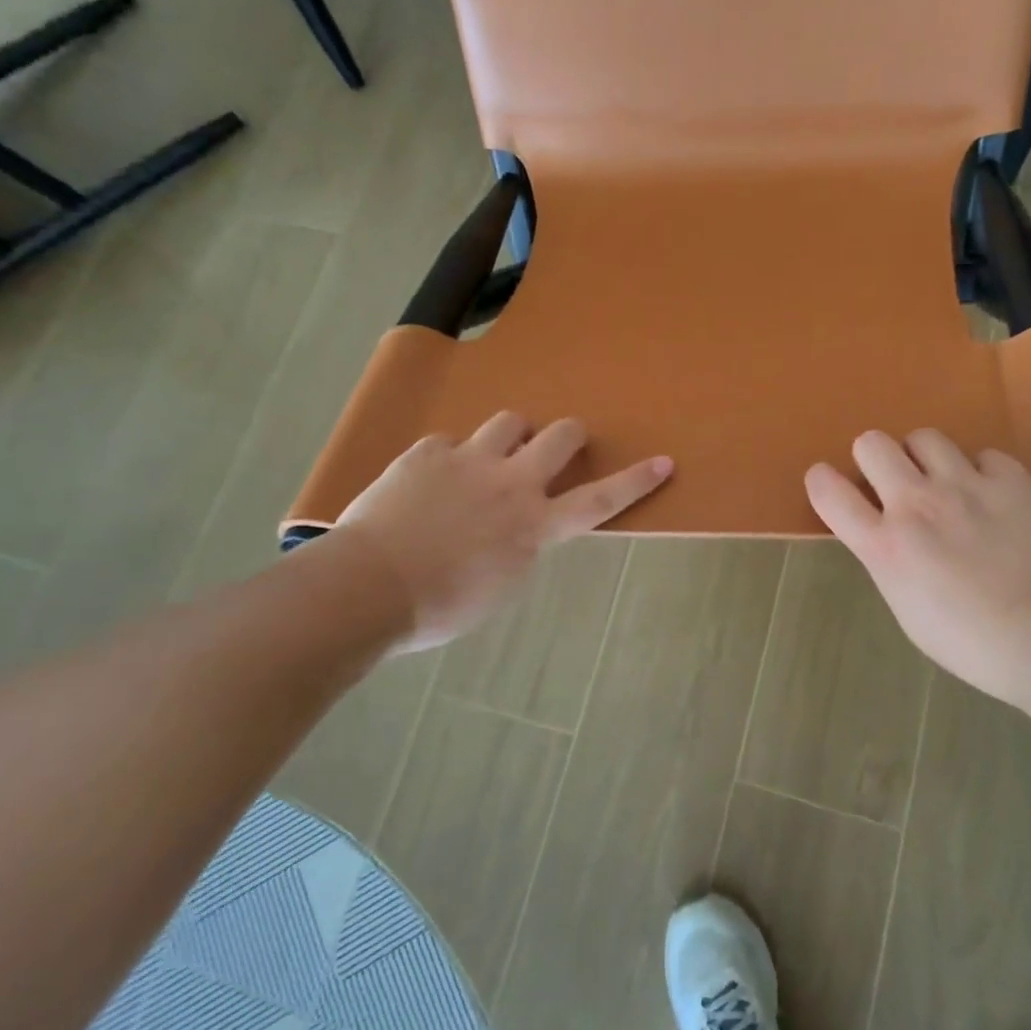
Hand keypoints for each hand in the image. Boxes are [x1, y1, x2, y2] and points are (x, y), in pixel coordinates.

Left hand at [333, 412, 671, 651]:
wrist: (366, 589)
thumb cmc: (439, 607)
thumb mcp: (500, 587)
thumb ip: (521, 548)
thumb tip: (522, 530)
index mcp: (534, 525)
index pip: (598, 499)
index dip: (635, 481)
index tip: (664, 461)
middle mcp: (511, 483)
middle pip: (561, 437)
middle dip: (569, 435)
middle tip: (562, 443)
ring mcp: (468, 461)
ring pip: (510, 422)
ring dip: (512, 435)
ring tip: (494, 455)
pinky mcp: (427, 453)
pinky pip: (451, 441)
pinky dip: (451, 456)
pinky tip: (432, 479)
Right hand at [805, 429, 1030, 708]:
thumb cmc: (973, 644)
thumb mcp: (908, 610)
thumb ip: (890, 562)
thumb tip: (889, 538)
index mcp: (885, 545)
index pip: (828, 490)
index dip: (823, 481)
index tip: (831, 485)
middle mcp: (916, 503)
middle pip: (872, 443)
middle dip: (875, 459)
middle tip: (894, 483)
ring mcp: (965, 484)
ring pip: (924, 437)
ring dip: (924, 458)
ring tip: (944, 483)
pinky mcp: (1010, 477)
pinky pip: (982, 455)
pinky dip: (982, 473)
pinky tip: (994, 498)